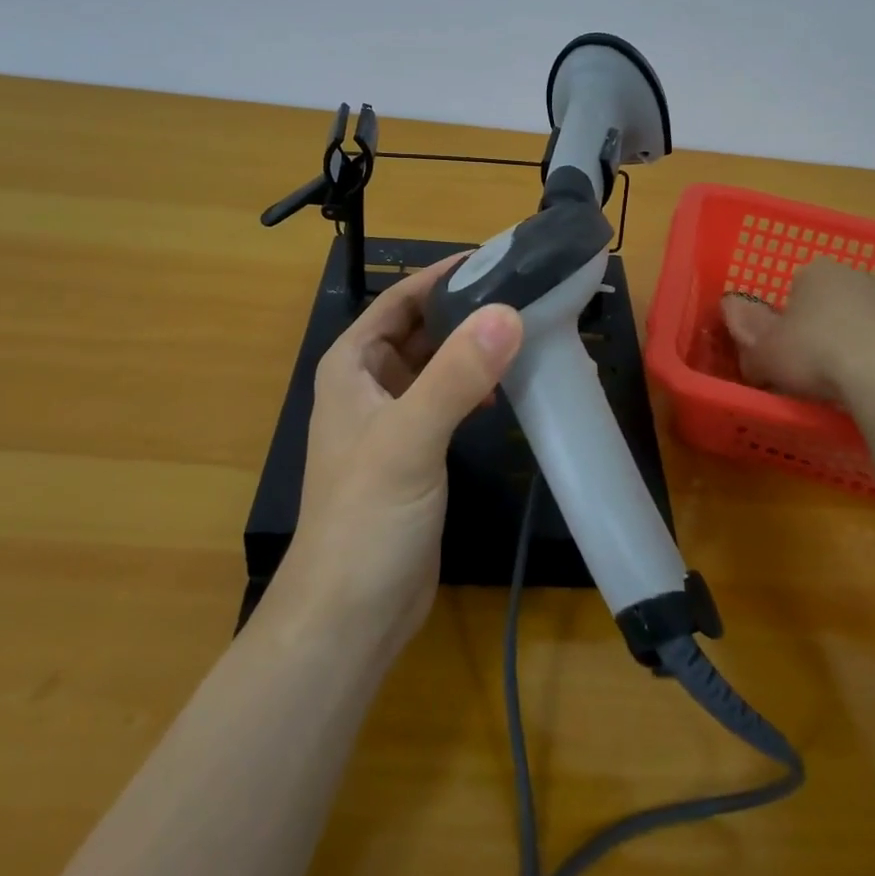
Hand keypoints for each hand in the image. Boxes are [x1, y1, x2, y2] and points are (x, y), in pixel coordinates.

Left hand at [275, 257, 522, 661]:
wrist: (350, 617)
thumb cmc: (367, 518)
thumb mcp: (410, 439)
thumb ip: (456, 375)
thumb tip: (508, 312)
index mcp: (352, 366)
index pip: (399, 300)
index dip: (442, 276)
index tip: (495, 258)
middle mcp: (368, 385)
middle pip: (420, 328)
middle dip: (464, 309)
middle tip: (522, 291)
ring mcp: (392, 421)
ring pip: (436, 365)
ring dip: (471, 347)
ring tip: (524, 331)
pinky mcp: (415, 454)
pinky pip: (447, 400)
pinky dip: (474, 386)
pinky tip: (506, 388)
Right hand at [721, 256, 874, 401]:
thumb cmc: (816, 355)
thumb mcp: (764, 353)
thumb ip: (746, 334)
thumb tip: (732, 313)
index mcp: (815, 272)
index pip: (794, 288)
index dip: (786, 320)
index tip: (783, 349)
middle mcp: (855, 276)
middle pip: (829, 302)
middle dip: (820, 328)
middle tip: (809, 367)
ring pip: (861, 322)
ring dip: (852, 343)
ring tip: (843, 384)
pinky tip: (874, 387)